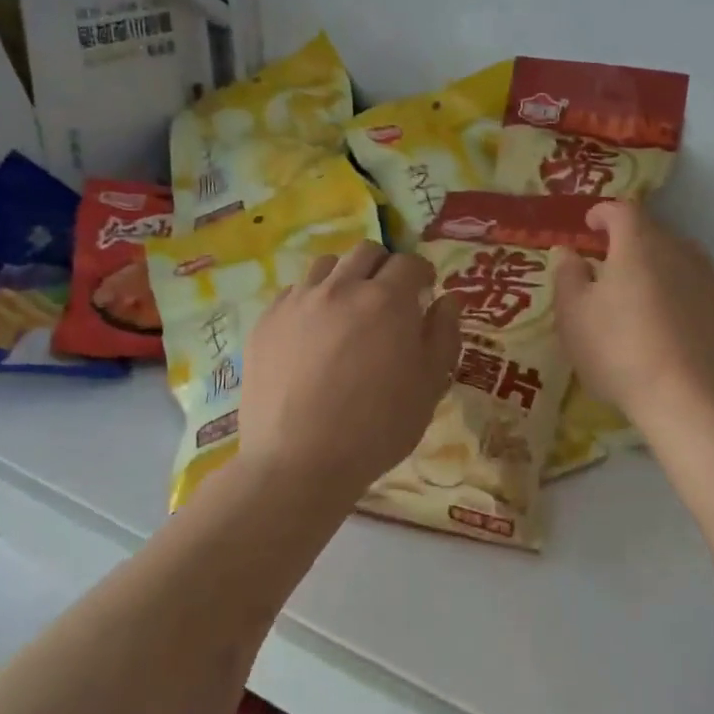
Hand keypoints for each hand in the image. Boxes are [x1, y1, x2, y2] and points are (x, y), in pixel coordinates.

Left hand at [239, 242, 461, 497]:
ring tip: (347, 310)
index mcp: (386, 300)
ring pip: (326, 266)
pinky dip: (311, 300)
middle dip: (384, 267)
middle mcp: (341, 287)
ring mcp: (298, 302)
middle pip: (366, 252)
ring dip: (344, 277)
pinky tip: (312, 334)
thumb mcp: (429, 386)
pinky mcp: (266, 321)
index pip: (409, 263)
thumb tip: (447, 300)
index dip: (422, 273)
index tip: (424, 290)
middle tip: (388, 298)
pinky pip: (293, 293)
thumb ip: (443, 335)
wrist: (298, 461)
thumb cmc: (377, 427)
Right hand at [553, 202, 713, 427]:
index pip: (622, 210)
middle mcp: (682, 252)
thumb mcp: (574, 317)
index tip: (591, 225)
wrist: (695, 402)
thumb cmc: (621, 353)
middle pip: (654, 235)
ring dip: (663, 272)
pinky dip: (688, 301)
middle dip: (632, 244)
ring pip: (684, 263)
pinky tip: (678, 332)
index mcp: (639, 245)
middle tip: (612, 269)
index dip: (604, 213)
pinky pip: (704, 294)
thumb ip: (568, 277)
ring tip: (646, 301)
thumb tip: (569, 252)